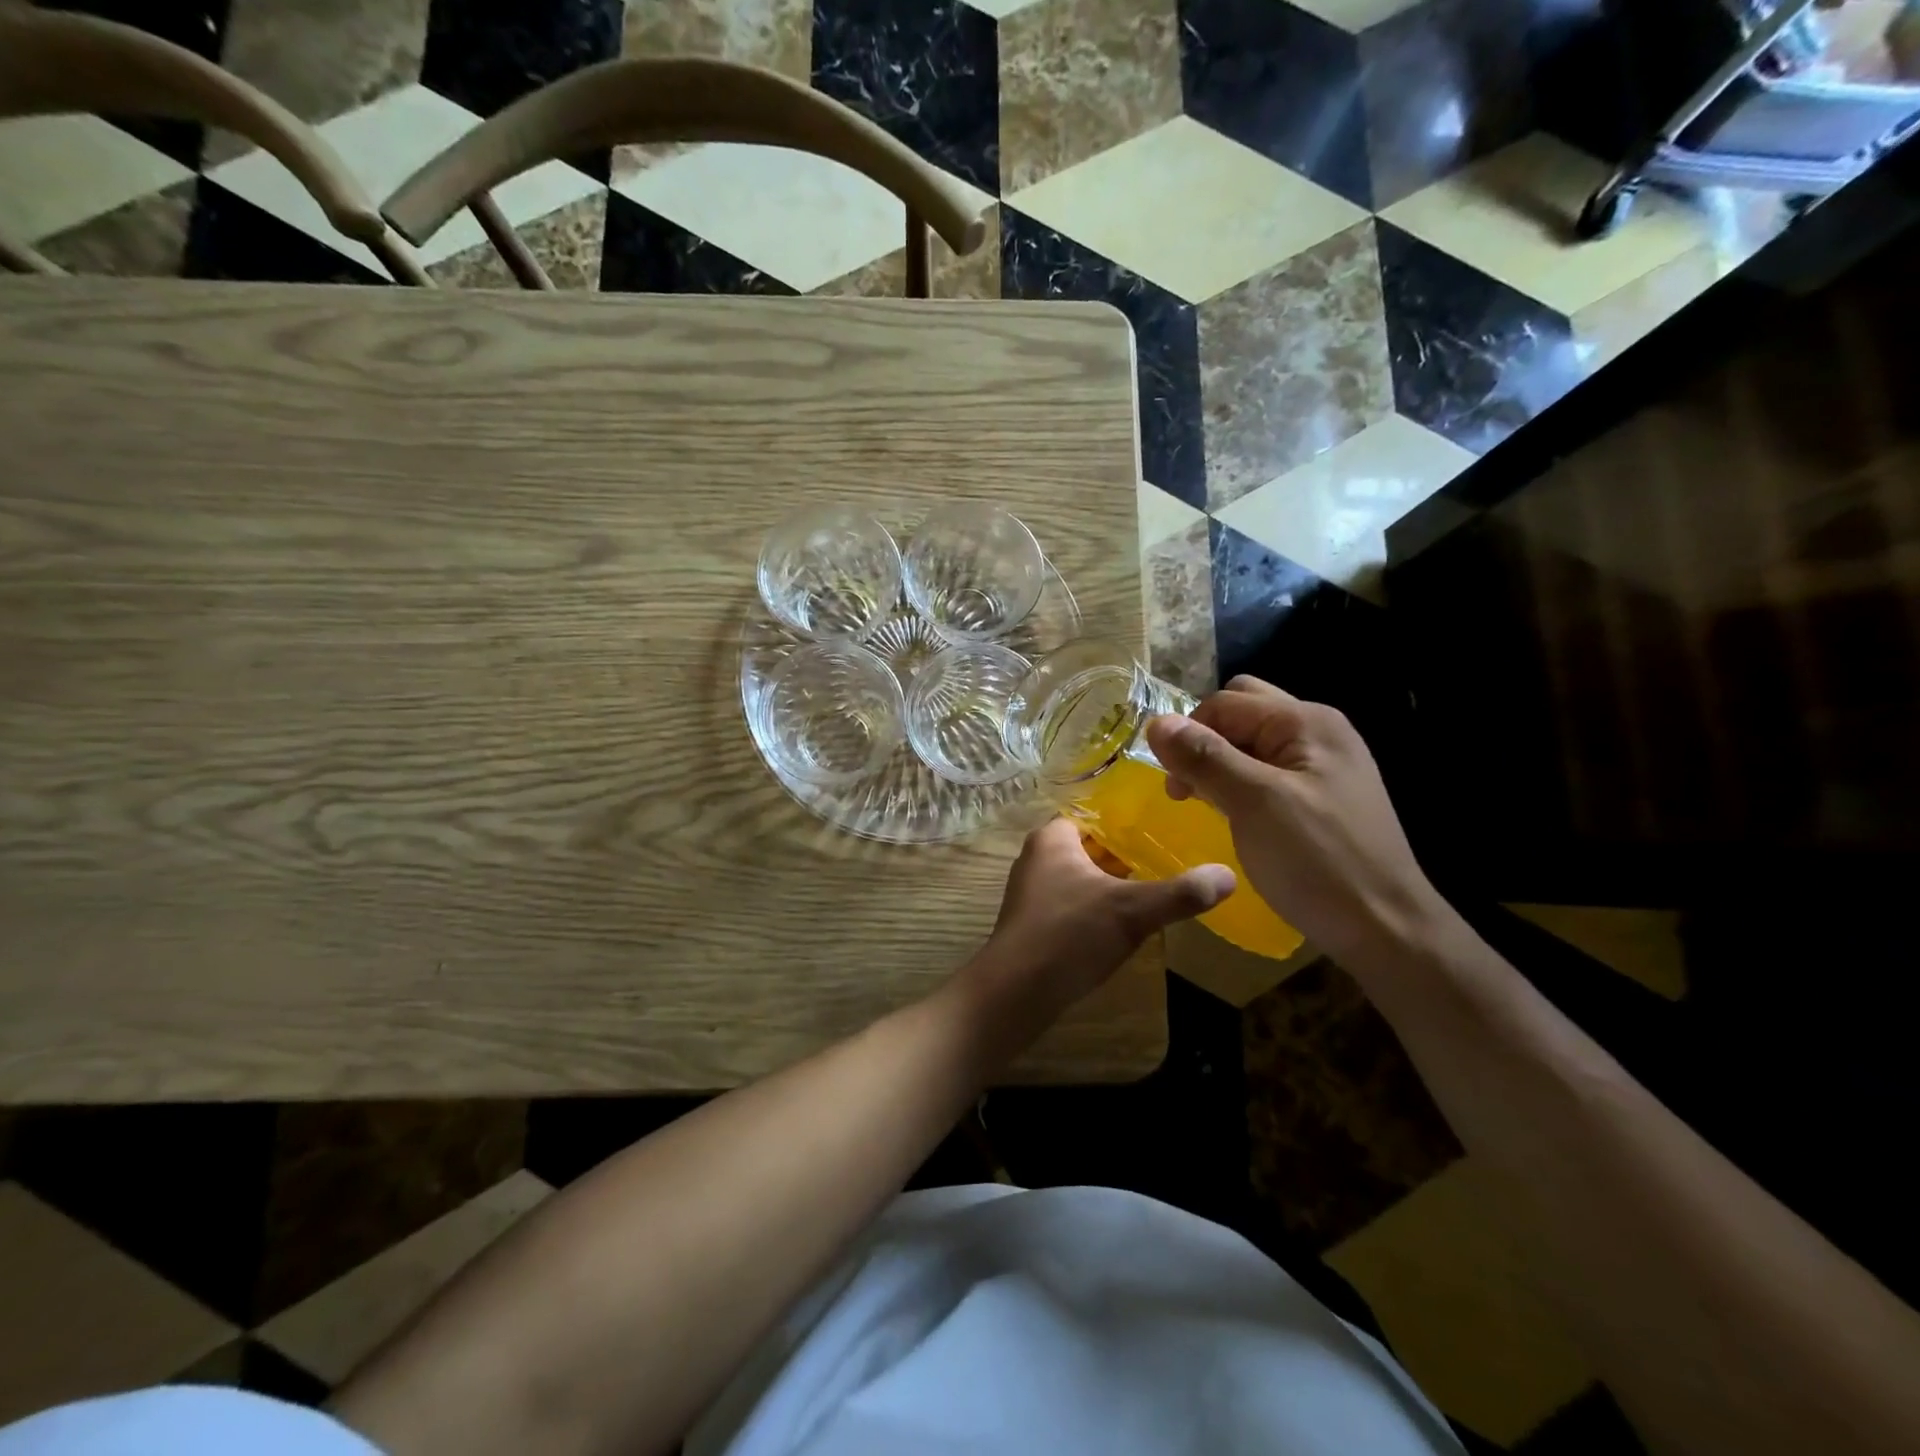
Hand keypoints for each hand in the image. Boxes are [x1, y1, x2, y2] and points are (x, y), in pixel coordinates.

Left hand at [963, 818, 1232, 1028]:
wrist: (1015, 992)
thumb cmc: (1069, 935)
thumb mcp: (1131, 910)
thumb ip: (1180, 893)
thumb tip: (1229, 875)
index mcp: (1052, 839)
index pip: (1093, 814)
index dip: (1127, 819)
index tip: (1163, 826)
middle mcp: (1036, 858)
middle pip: (1089, 846)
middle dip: (1124, 853)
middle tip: (1167, 857)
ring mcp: (1031, 892)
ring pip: (1081, 876)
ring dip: (1111, 883)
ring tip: (1153, 888)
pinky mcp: (1033, 923)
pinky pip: (1072, 903)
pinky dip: (1096, 907)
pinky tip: (1123, 924)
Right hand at [1143, 677, 1444, 964]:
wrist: (1385, 929)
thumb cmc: (1318, 861)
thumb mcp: (1254, 803)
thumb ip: (1205, 757)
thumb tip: (1156, 722)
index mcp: (1305, 722)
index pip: (1225, 703)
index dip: (1188, 735)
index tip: (1173, 786)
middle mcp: (1317, 732)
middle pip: (1241, 712)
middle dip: (1205, 741)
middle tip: (1189, 786)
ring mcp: (1323, 765)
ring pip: (1252, 743)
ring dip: (1220, 764)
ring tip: (1207, 803)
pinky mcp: (1321, 796)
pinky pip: (1268, 771)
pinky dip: (1241, 783)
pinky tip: (1235, 815)